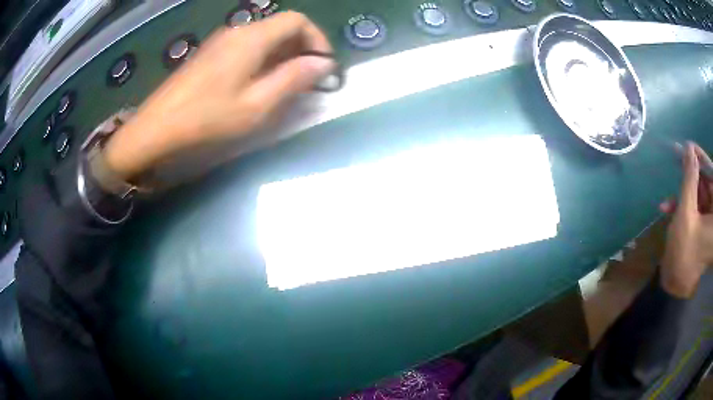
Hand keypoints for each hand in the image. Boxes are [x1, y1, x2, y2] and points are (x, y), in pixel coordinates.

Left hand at [102, 11, 333, 181]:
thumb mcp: (257, 104)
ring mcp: (222, 41)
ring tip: (285, 86)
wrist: (157, 127)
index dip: (317, 39)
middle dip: (302, 49)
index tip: (323, 67)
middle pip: (282, 27)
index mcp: (253, 37)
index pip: (298, 20)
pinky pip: (247, 47)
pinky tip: (258, 84)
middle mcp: (239, 31)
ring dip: (283, 56)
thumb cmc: (208, 117)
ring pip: (265, 37)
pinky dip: (263, 60)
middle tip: (307, 81)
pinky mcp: (211, 53)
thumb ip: (294, 79)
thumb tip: (325, 64)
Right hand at [659, 142, 712, 297]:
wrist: (680, 289)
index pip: (710, 171)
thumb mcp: (687, 212)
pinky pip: (697, 210)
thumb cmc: (688, 252)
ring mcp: (710, 221)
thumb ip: (688, 177)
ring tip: (668, 201)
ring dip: (685, 195)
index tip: (686, 146)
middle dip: (690, 178)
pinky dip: (686, 208)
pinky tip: (671, 211)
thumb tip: (687, 148)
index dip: (698, 157)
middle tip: (675, 167)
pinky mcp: (704, 229)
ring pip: (699, 197)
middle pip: (705, 183)